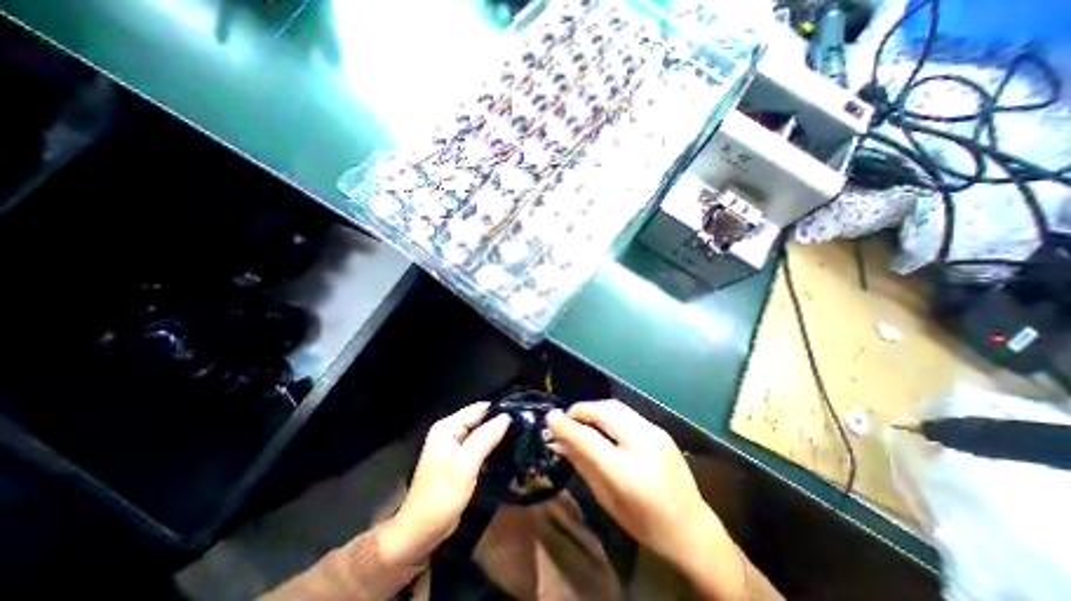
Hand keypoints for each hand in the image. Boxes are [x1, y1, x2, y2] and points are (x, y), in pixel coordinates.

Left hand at [377, 401, 507, 564]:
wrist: (420, 532)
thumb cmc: (441, 498)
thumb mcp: (465, 466)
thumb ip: (485, 438)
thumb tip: (506, 416)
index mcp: (447, 427)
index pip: (479, 409)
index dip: (500, 410)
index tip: (522, 416)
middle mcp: (449, 430)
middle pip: (480, 418)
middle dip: (499, 422)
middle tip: (524, 427)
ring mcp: (453, 444)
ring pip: (481, 431)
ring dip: (497, 434)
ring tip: (520, 436)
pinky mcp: (458, 458)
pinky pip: (478, 443)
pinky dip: (491, 445)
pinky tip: (506, 449)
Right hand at [546, 401, 746, 598]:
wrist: (693, 529)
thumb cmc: (645, 524)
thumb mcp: (607, 499)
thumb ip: (582, 465)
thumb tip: (558, 442)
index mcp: (627, 471)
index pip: (588, 438)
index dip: (565, 425)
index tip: (549, 417)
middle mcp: (643, 444)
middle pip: (604, 411)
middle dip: (580, 410)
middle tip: (566, 419)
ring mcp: (655, 432)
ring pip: (615, 406)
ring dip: (594, 409)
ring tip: (581, 420)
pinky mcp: (659, 429)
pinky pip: (626, 412)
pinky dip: (608, 413)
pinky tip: (602, 425)